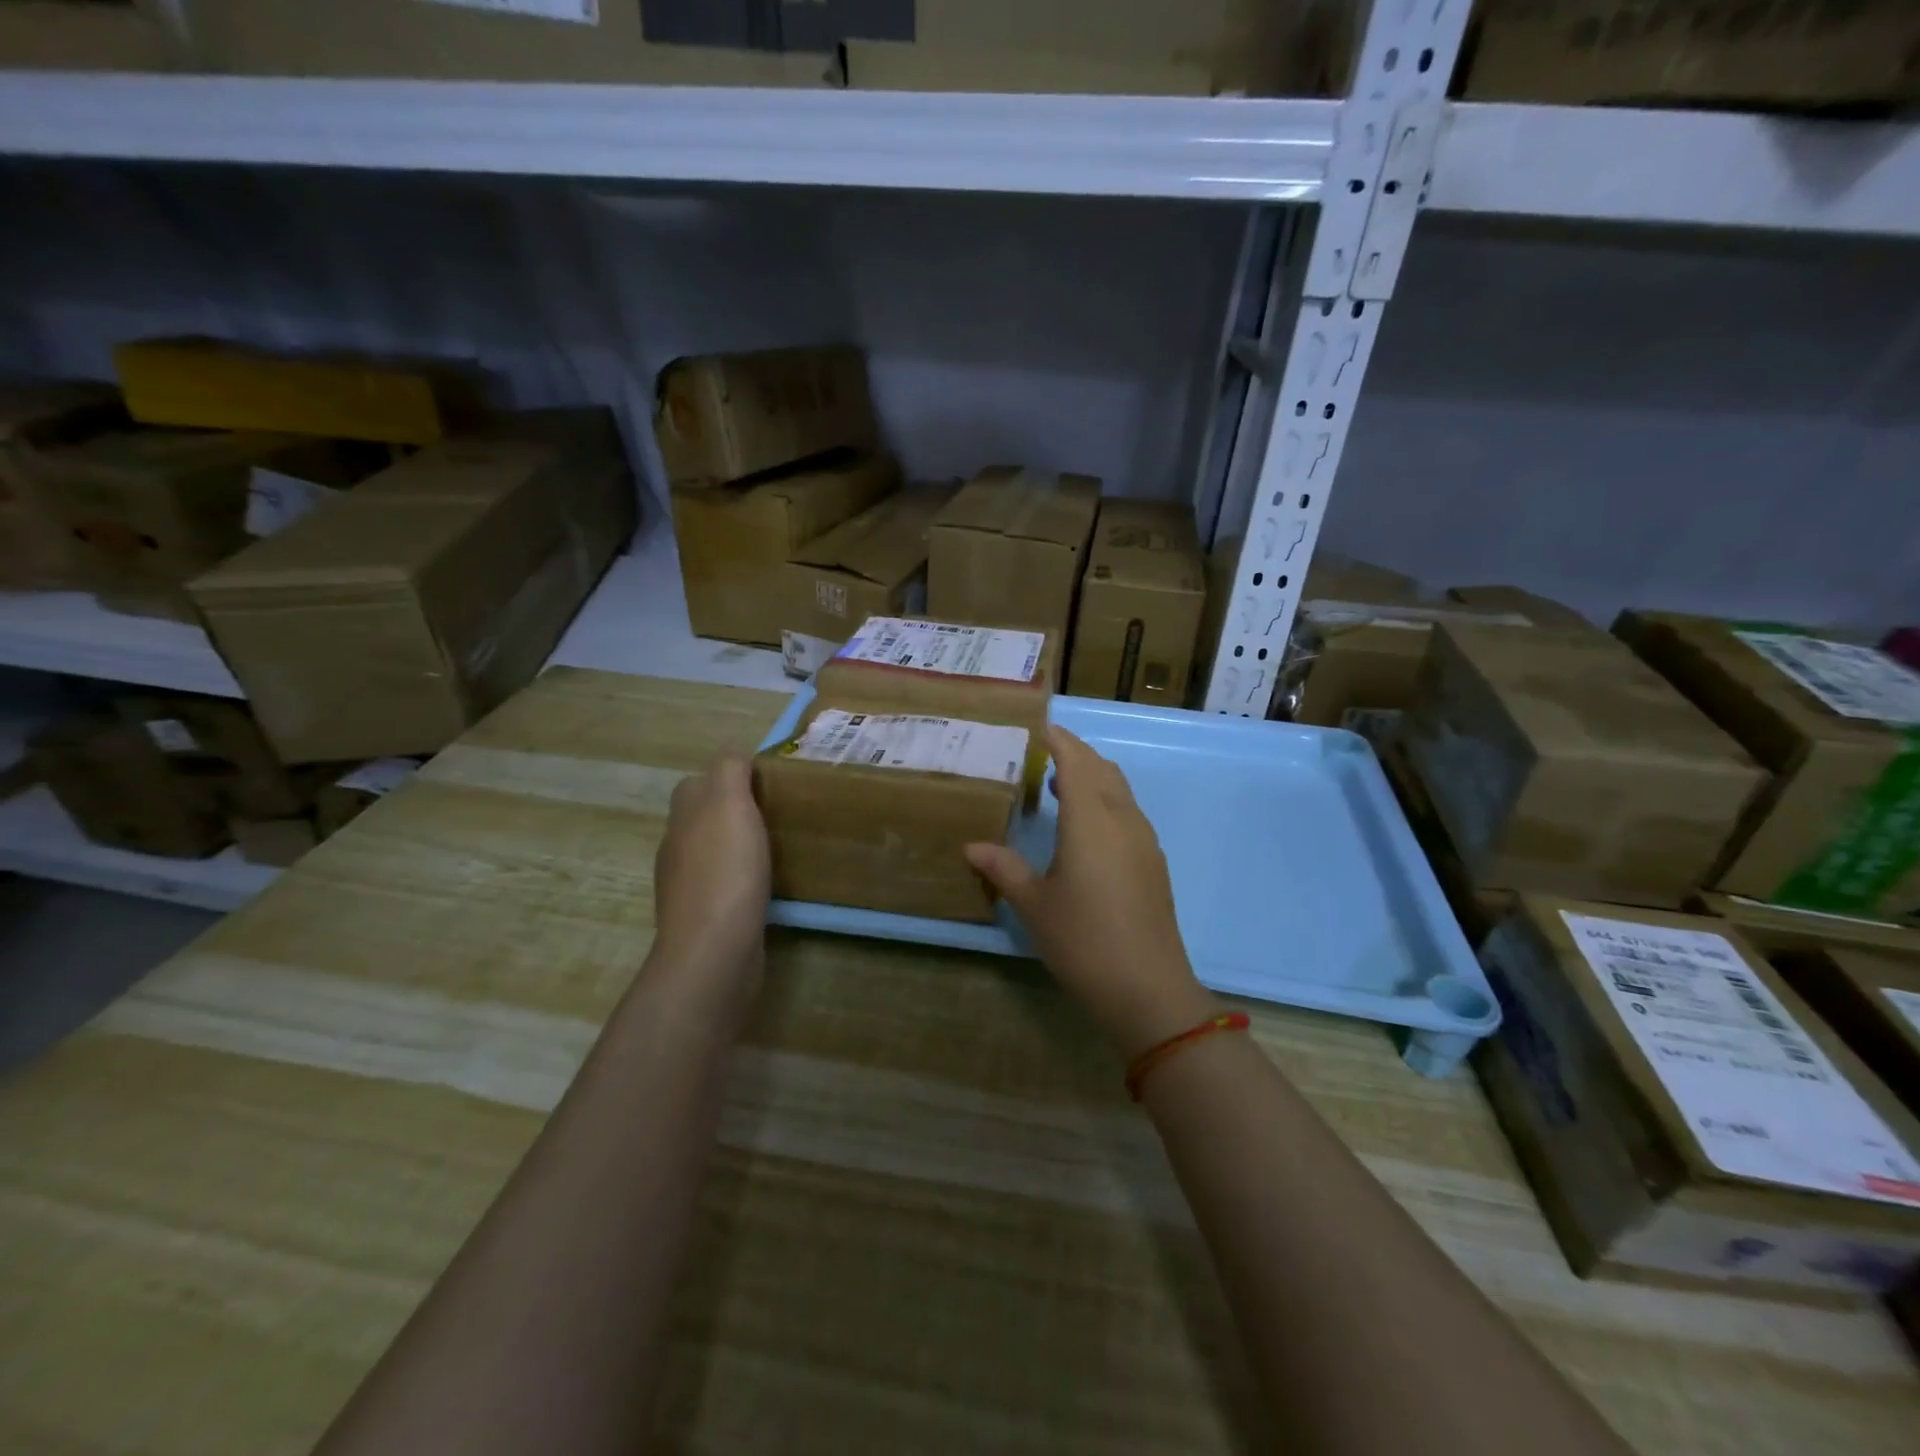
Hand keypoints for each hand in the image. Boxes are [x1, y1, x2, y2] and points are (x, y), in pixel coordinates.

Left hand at [649, 754, 770, 1010]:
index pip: (699, 783)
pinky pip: (727, 884)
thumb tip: (735, 755)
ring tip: (780, 845)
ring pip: (715, 851)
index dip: (730, 777)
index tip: (769, 783)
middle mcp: (678, 847)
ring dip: (741, 846)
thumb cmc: (726, 871)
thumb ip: (730, 771)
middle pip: (705, 817)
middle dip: (737, 811)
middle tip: (780, 812)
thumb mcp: (729, 804)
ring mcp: (688, 885)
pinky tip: (769, 884)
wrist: (714, 951)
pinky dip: (745, 878)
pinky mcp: (706, 916)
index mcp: (683, 816)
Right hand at [966, 727, 1214, 1059]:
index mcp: (1090, 819)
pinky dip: (1105, 800)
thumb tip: (971, 847)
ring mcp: (1143, 839)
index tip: (1038, 726)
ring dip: (1092, 776)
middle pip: (1101, 768)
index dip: (1058, 740)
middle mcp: (1121, 818)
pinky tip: (1085, 827)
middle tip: (1042, 752)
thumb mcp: (1034, 904)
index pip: (1075, 761)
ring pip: (1119, 789)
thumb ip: (1004, 869)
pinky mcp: (1153, 861)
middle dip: (1075, 753)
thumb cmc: (1083, 940)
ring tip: (1058, 785)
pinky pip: (1128, 811)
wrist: (1147, 987)